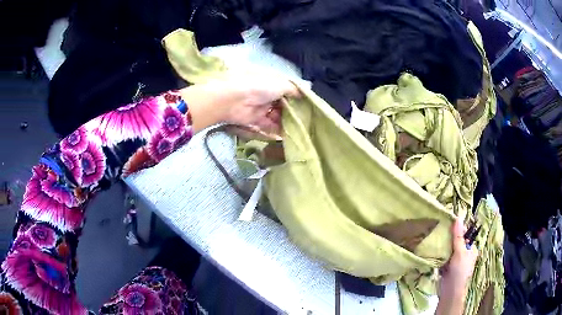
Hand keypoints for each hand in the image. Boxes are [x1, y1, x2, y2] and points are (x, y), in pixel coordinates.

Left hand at [180, 73, 299, 136]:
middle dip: (293, 111)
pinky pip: (269, 125)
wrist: (234, 100)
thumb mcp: (281, 83)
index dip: (297, 97)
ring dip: (287, 121)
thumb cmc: (259, 87)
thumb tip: (303, 95)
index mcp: (271, 82)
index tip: (308, 106)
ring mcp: (260, 107)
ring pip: (277, 115)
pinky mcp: (255, 120)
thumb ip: (293, 89)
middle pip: (282, 104)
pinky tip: (289, 134)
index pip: (287, 90)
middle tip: (306, 120)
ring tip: (300, 129)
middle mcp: (266, 94)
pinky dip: (278, 130)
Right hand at [436, 218, 478, 314]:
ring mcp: (455, 260)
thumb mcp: (460, 252)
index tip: (448, 222)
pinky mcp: (446, 266)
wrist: (449, 291)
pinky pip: (443, 256)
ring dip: (443, 245)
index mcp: (471, 249)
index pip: (465, 235)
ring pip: (449, 248)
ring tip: (434, 236)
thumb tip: (458, 218)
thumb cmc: (459, 271)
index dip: (458, 229)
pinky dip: (439, 253)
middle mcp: (464, 253)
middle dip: (449, 236)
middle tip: (439, 228)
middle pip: (456, 241)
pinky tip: (432, 248)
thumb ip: (458, 236)